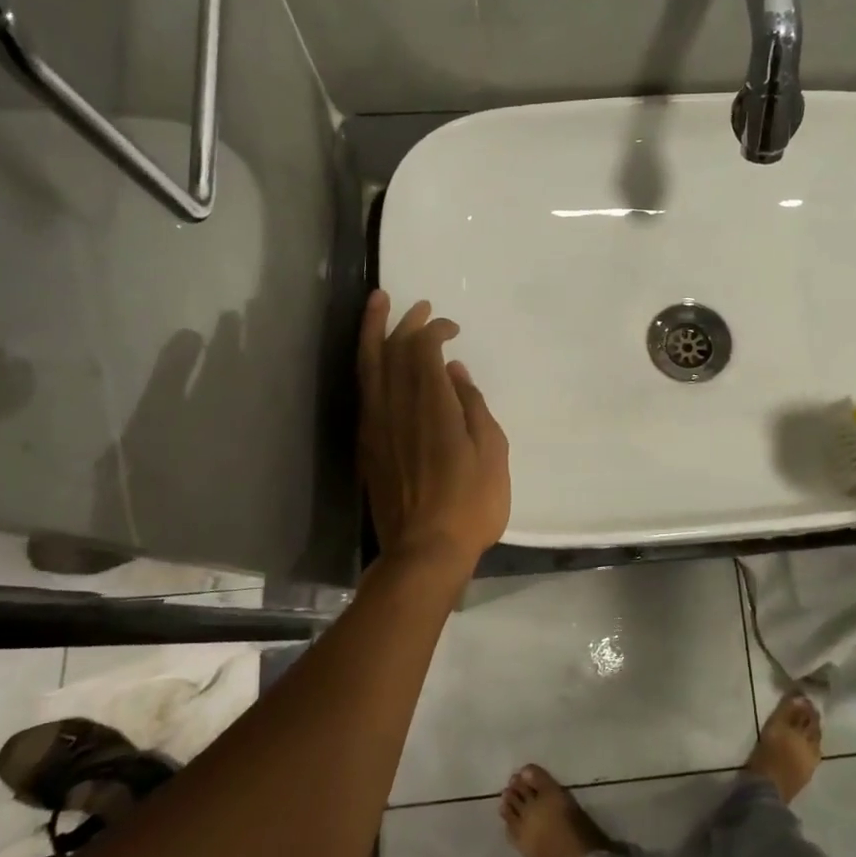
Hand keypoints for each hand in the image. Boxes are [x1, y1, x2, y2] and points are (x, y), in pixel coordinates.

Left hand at [358, 291, 510, 571]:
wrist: (424, 551)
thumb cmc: (471, 504)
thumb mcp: (493, 453)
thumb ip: (474, 406)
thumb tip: (456, 373)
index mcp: (434, 406)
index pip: (425, 350)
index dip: (435, 330)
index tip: (452, 328)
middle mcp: (398, 407)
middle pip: (393, 350)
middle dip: (405, 322)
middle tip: (418, 306)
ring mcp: (376, 426)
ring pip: (368, 366)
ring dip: (372, 332)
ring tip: (377, 305)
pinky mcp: (366, 445)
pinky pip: (363, 391)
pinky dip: (367, 365)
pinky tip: (373, 359)